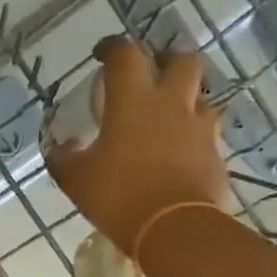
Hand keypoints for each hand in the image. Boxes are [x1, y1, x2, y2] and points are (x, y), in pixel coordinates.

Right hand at [45, 36, 231, 250]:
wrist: (174, 229)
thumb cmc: (117, 195)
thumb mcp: (75, 179)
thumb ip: (63, 159)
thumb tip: (61, 148)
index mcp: (133, 100)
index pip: (125, 54)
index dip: (112, 47)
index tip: (102, 54)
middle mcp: (171, 103)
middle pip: (182, 59)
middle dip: (167, 59)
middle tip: (152, 72)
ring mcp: (199, 128)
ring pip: (201, 96)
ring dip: (185, 98)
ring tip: (168, 116)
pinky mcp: (216, 154)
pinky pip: (206, 133)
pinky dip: (193, 135)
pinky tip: (178, 152)